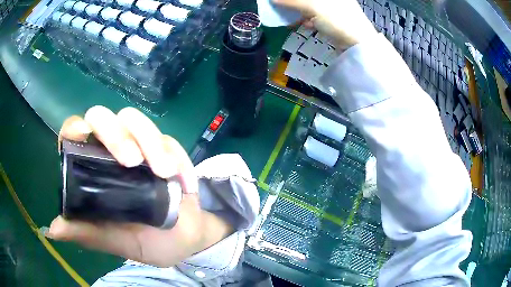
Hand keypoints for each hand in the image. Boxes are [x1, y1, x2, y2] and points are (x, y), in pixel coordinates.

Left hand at [48, 106, 232, 266]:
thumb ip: (89, 235)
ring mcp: (138, 146)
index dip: (75, 129)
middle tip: (134, 162)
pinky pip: (168, 139)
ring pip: (135, 119)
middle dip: (117, 134)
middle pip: (103, 117)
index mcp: (93, 173)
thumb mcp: (118, 243)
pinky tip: (183, 182)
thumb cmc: (150, 242)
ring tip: (165, 173)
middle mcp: (110, 152)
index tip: (84, 136)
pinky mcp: (165, 148)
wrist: (187, 239)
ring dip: (151, 142)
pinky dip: (176, 155)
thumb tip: (53, 230)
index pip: (74, 135)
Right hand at [273, 0, 376, 49]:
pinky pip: (319, 17)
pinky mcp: (336, 21)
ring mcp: (337, 9)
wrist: (358, 45)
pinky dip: (311, 20)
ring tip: (297, 19)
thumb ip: (291, 1)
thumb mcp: (312, 6)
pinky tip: (309, 25)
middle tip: (286, 8)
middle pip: (310, 0)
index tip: (284, 2)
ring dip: (302, 13)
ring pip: (313, 7)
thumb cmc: (338, 20)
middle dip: (297, 4)